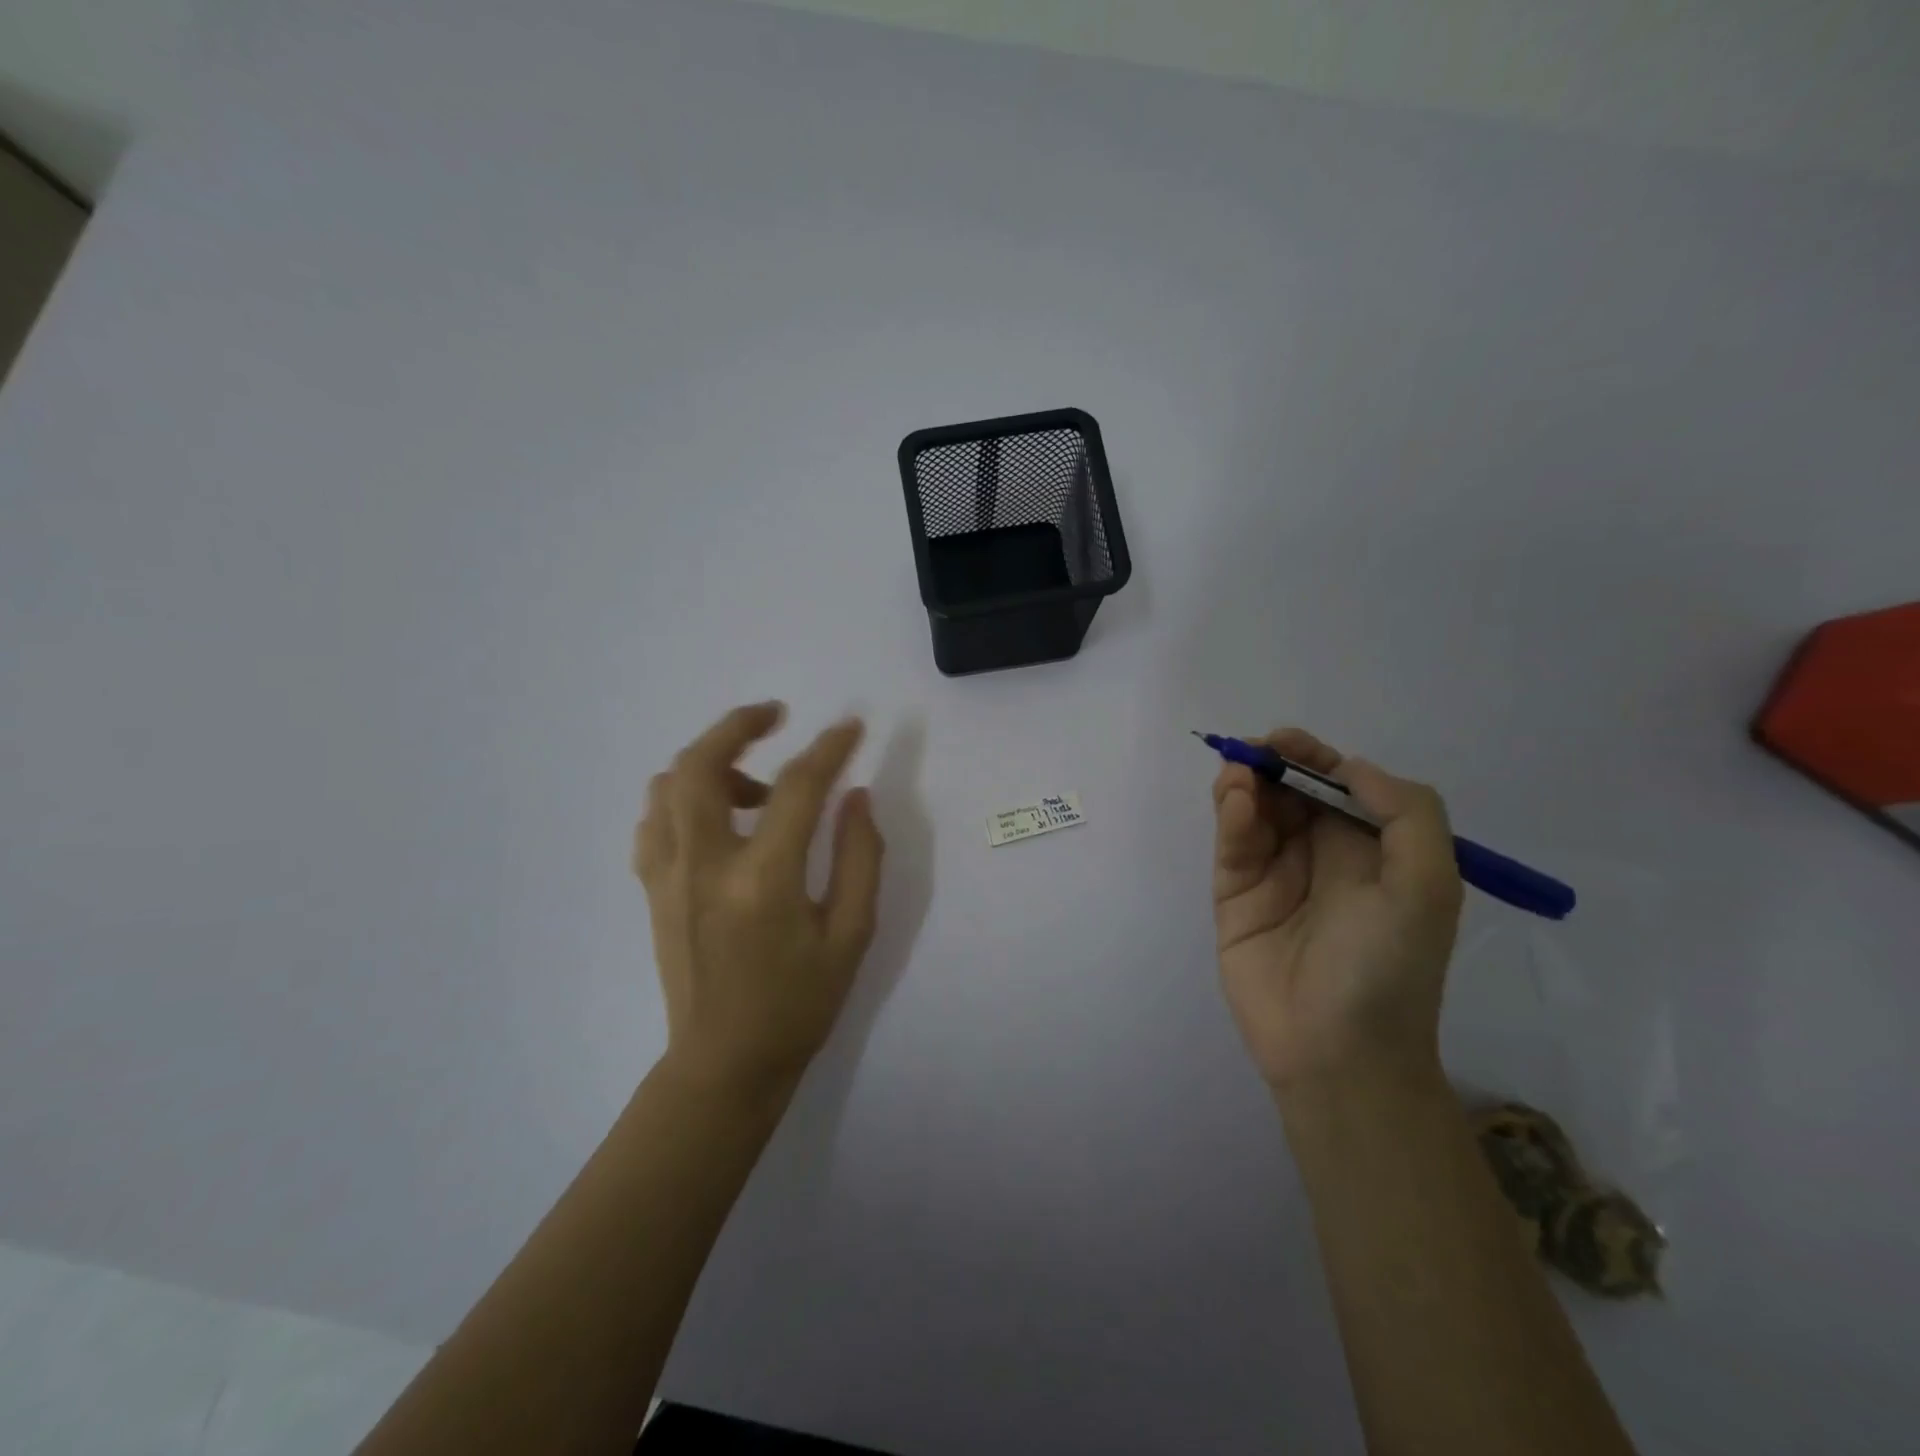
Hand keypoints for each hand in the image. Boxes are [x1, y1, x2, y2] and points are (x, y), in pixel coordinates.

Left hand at [634, 702, 884, 1098]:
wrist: (723, 1064)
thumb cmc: (798, 1004)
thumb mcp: (850, 936)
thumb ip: (859, 858)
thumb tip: (856, 797)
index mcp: (762, 879)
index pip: (797, 788)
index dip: (828, 748)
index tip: (851, 728)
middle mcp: (704, 864)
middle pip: (702, 764)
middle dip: (738, 724)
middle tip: (775, 714)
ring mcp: (668, 875)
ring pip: (669, 785)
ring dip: (712, 761)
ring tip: (755, 781)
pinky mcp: (652, 889)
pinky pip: (655, 820)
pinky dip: (683, 797)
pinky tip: (717, 816)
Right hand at [1211, 728, 1463, 1093]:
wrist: (1338, 1051)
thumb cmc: (1388, 967)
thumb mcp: (1429, 886)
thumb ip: (1407, 813)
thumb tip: (1349, 768)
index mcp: (1370, 850)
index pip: (1337, 787)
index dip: (1313, 758)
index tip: (1286, 741)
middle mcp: (1322, 855)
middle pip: (1290, 792)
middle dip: (1272, 765)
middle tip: (1252, 752)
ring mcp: (1274, 875)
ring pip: (1255, 812)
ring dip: (1246, 785)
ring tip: (1240, 776)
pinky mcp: (1235, 896)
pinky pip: (1233, 845)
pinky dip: (1231, 817)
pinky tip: (1237, 803)